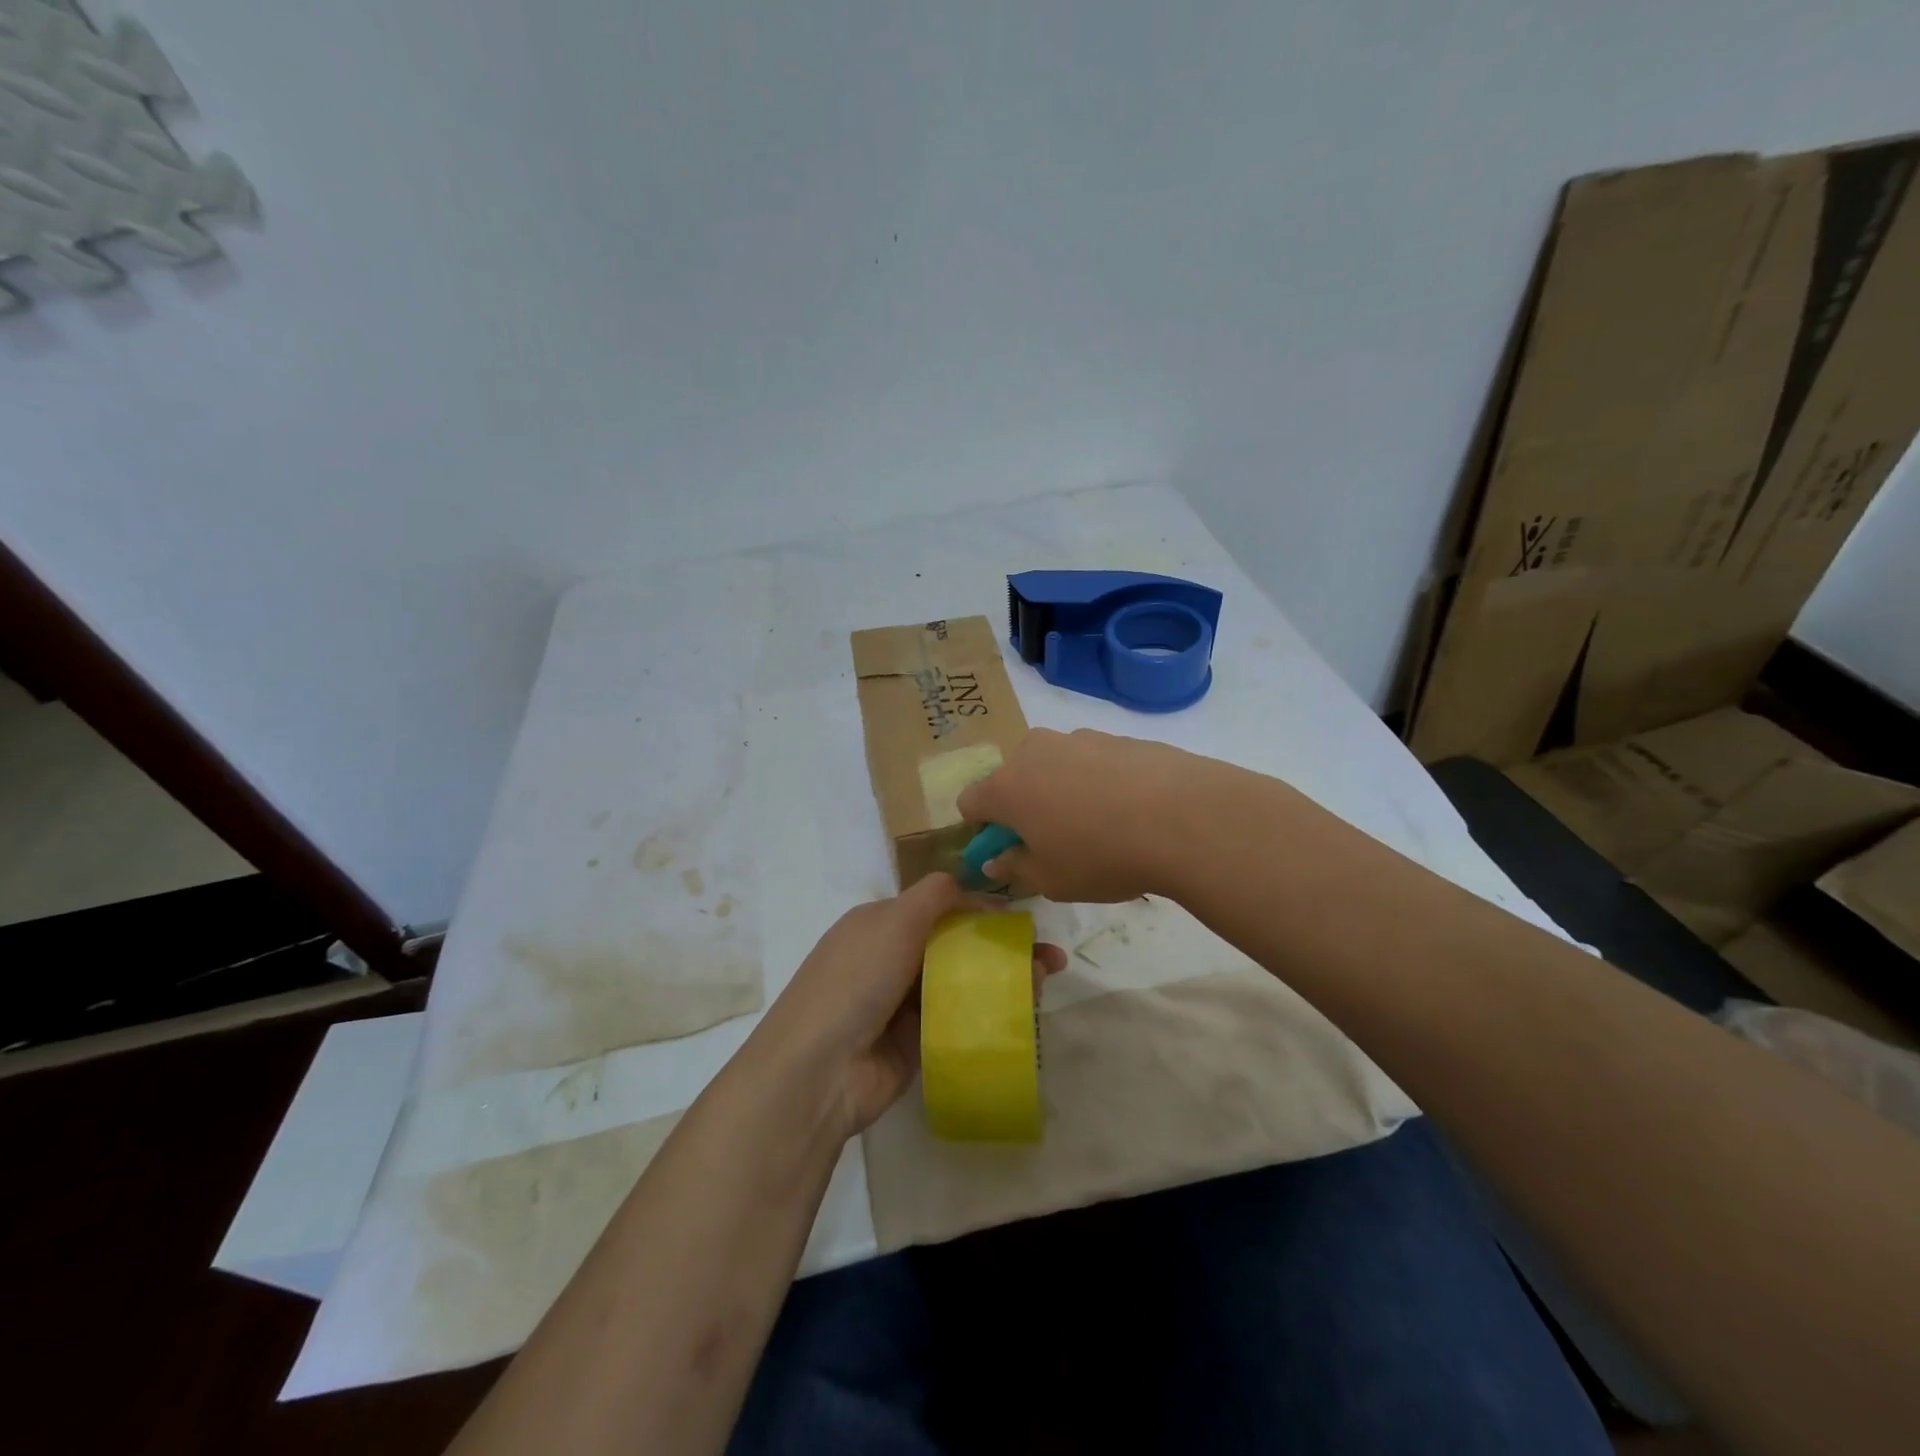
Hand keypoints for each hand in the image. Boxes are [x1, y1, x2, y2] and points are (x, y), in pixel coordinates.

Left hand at [746, 873, 1065, 1138]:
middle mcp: (891, 960)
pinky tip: (1024, 1014)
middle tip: (1049, 957)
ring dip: (1003, 981)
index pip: (938, 907)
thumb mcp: (894, 920)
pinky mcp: (916, 1044)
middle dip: (1001, 947)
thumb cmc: (857, 979)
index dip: (979, 908)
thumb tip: (969, 885)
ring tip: (1045, 982)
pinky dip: (989, 1016)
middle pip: (956, 946)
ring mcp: (903, 1005)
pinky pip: (959, 1022)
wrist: (819, 1069)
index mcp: (880, 924)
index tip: (1020, 919)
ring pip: (963, 984)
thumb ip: (935, 895)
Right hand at [956, 728, 1205, 901]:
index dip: (982, 829)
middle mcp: (1035, 752)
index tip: (1008, 851)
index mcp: (1007, 787)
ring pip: (1055, 767)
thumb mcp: (1051, 879)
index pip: (970, 802)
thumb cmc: (1101, 856)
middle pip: (1014, 778)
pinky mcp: (1118, 737)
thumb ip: (1015, 868)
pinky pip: (1093, 762)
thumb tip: (996, 859)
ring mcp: (1078, 739)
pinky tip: (1131, 810)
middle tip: (1056, 840)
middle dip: (1025, 806)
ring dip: (1062, 791)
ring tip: (1102, 825)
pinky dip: (1099, 782)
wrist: (1184, 818)